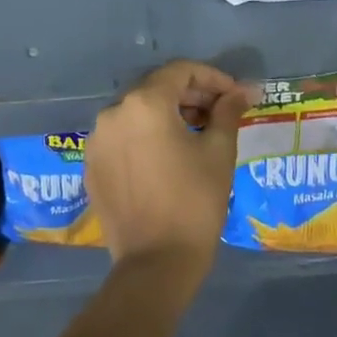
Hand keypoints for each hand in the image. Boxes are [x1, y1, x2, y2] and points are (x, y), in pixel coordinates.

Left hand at [86, 61, 249, 282]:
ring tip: (197, 134)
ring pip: (137, 112)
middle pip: (157, 89)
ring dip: (168, 115)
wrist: (155, 264)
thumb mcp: (219, 152)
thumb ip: (228, 112)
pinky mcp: (92, 165)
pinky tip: (167, 157)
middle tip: (220, 113)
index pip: (181, 72)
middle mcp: (114, 112)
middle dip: (190, 95)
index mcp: (145, 103)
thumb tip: (244, 90)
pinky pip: (122, 137)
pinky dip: (145, 136)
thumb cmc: (194, 202)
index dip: (212, 78)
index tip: (234, 95)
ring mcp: (97, 139)